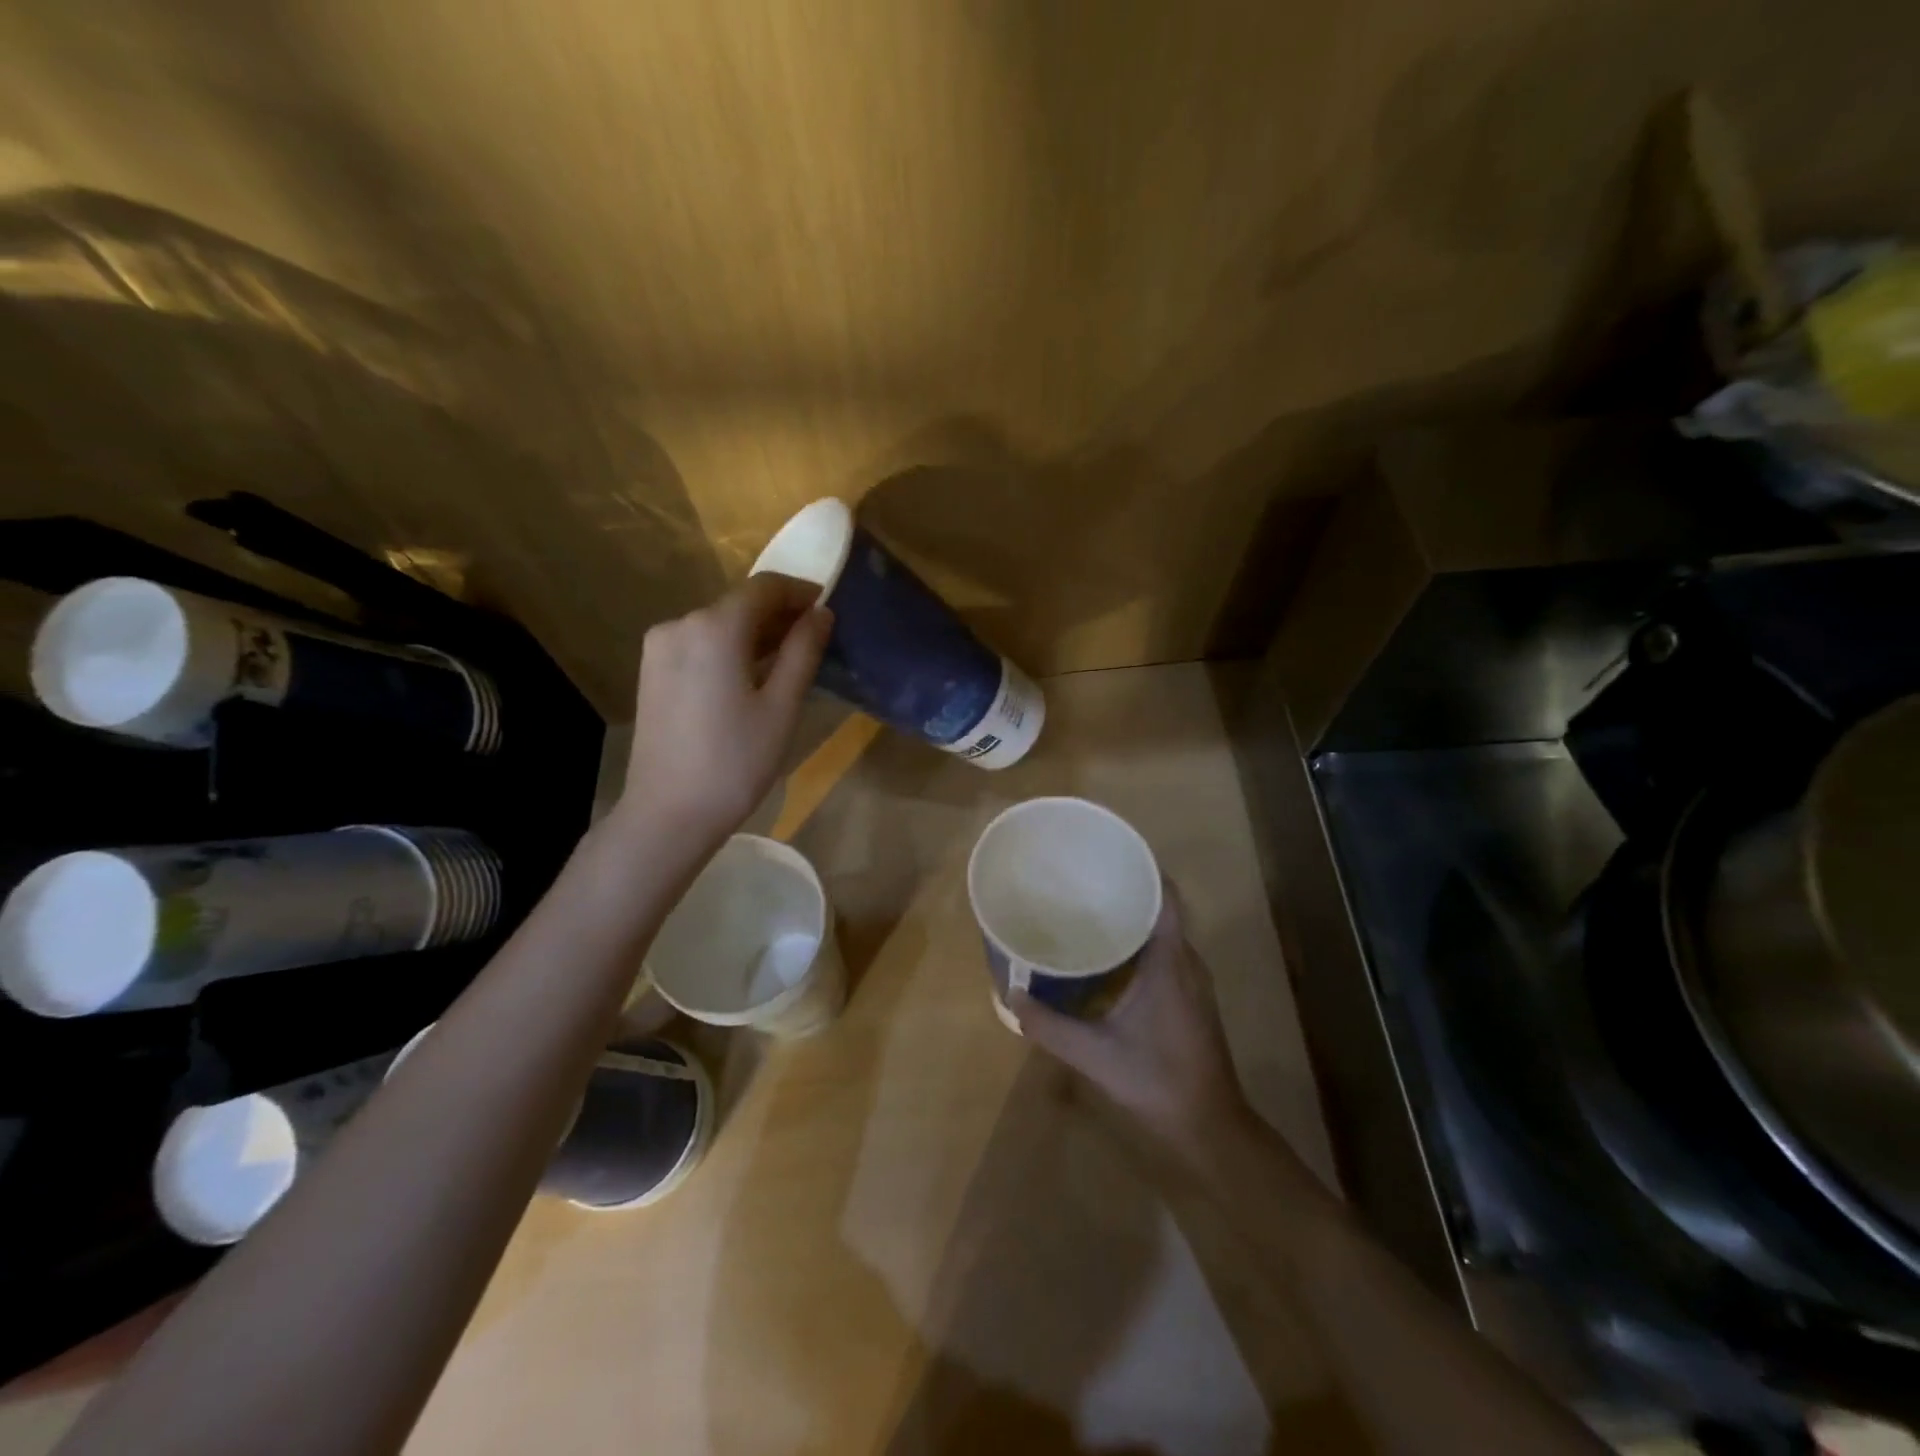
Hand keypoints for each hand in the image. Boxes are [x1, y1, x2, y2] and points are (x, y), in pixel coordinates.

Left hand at [619, 574, 831, 846]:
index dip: (800, 592)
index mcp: (714, 627)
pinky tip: (750, 676)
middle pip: (739, 604)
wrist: (668, 814)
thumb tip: (821, 613)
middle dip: (779, 614)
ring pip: (718, 625)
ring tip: (788, 662)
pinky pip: (699, 644)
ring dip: (755, 634)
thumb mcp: (782, 706)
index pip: (765, 587)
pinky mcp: (652, 672)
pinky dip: (730, 649)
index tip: (828, 608)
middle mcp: (680, 624)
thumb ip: (803, 651)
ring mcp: (659, 648)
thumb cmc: (735, 762)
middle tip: (815, 639)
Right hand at [1012, 885, 1249, 1146]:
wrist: (1209, 1125)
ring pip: (1164, 930)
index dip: (1141, 869)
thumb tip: (1010, 996)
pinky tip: (1109, 954)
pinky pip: (1166, 950)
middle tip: (1083, 881)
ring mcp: (1192, 979)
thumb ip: (1050, 1026)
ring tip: (1090, 908)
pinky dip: (1140, 940)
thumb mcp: (1094, 1054)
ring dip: (1133, 916)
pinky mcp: (1190, 995)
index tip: (1107, 856)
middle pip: (1162, 907)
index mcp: (1170, 962)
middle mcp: (1187, 961)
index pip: (1165, 896)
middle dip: (1127, 889)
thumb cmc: (1156, 1080)